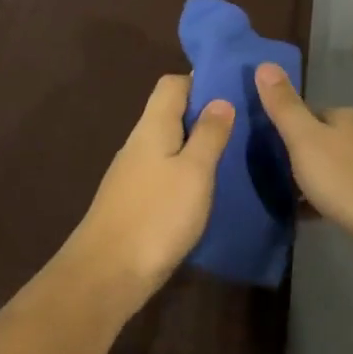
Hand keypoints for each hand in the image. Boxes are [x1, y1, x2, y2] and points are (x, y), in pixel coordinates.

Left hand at [60, 74, 233, 302]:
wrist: (108, 273)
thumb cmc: (157, 215)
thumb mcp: (194, 172)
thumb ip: (209, 135)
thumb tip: (220, 99)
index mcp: (152, 127)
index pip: (172, 84)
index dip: (200, 80)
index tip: (234, 88)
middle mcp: (139, 143)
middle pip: (171, 113)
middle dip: (205, 113)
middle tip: (244, 123)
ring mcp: (133, 173)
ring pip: (169, 144)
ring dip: (198, 144)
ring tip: (234, 153)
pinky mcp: (135, 200)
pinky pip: (165, 171)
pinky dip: (187, 171)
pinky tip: (207, 187)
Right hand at [253, 63, 352, 253]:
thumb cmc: (347, 180)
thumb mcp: (305, 140)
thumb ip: (284, 106)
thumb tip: (264, 63)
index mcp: (344, 117)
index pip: (308, 113)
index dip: (286, 128)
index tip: (265, 149)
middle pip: (322, 140)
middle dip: (300, 155)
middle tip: (273, 176)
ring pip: (334, 166)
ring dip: (314, 178)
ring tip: (289, 198)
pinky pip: (346, 190)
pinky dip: (329, 199)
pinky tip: (315, 215)